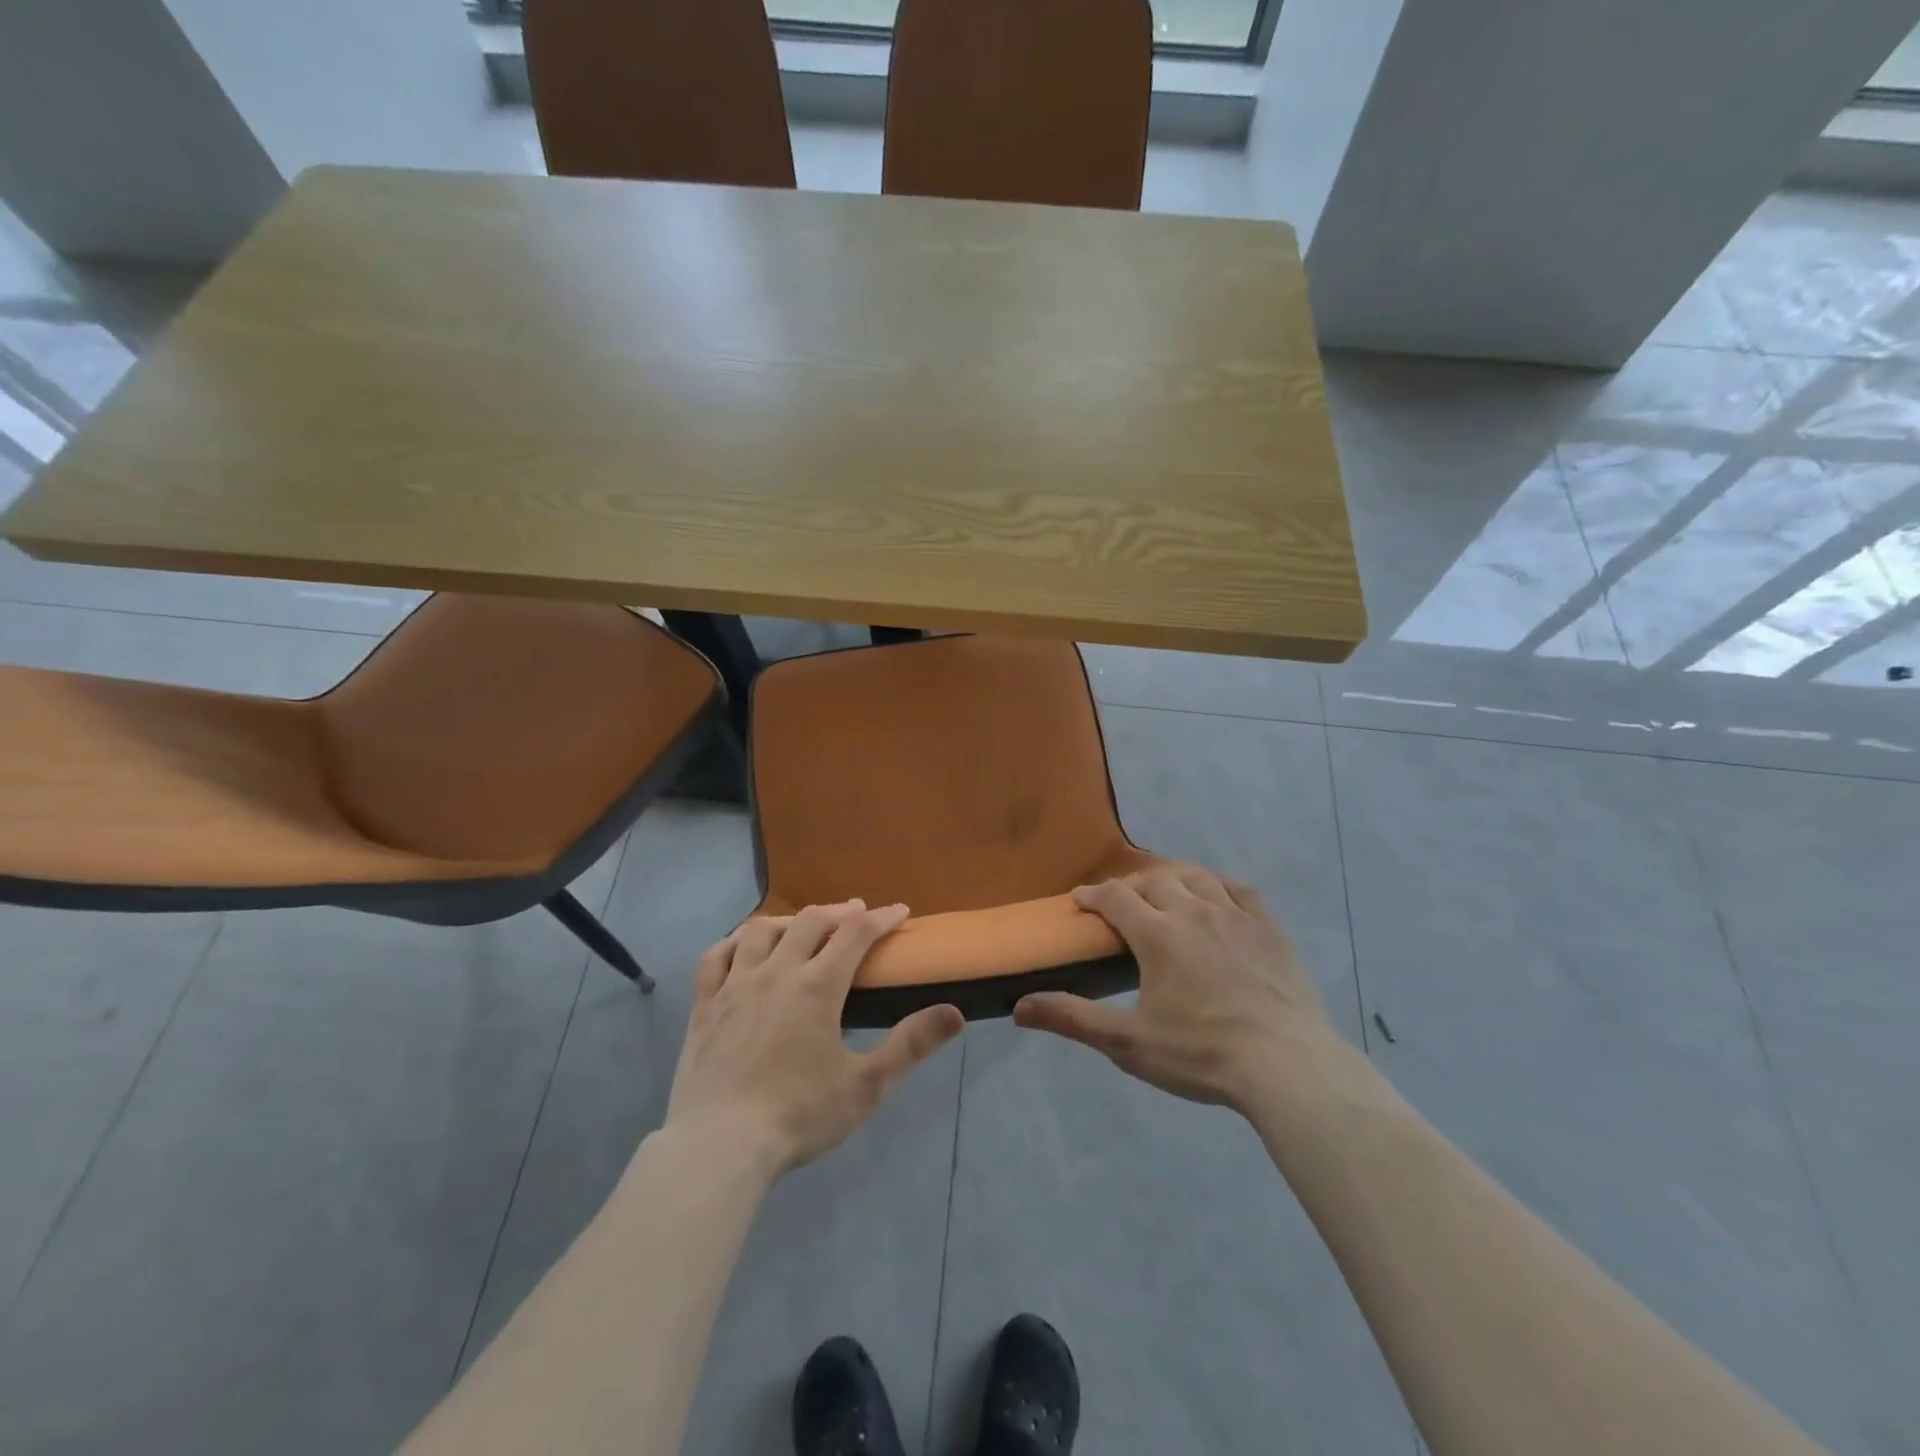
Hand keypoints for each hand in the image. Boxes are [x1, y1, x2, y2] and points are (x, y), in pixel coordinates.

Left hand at [666, 901, 963, 1175]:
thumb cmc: (798, 1116)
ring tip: (802, 926)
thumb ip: (910, 1045)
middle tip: (856, 914)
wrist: (719, 1147)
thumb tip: (955, 1012)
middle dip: (839, 912)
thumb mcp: (867, 1086)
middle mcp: (776, 972)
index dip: (881, 918)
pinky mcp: (703, 1006)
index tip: (900, 911)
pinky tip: (742, 947)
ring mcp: (734, 986)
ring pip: (760, 931)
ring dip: (788, 921)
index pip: (856, 934)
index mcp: (817, 987)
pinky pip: (715, 957)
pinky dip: (733, 943)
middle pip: (810, 921)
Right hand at [1014, 865, 1347, 1112]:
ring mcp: (1236, 917)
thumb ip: (1073, 1019)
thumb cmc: (1201, 1055)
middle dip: (1130, 886)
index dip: (1093, 894)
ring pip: (1197, 878)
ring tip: (1164, 892)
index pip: (1116, 897)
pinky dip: (1219, 886)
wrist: (1287, 1066)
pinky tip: (1216, 898)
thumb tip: (1019, 1007)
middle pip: (1155, 880)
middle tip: (1120, 903)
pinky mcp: (1270, 929)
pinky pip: (1240, 890)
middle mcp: (1194, 912)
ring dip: (1172, 879)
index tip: (1079, 899)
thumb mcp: (1128, 1043)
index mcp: (1158, 935)